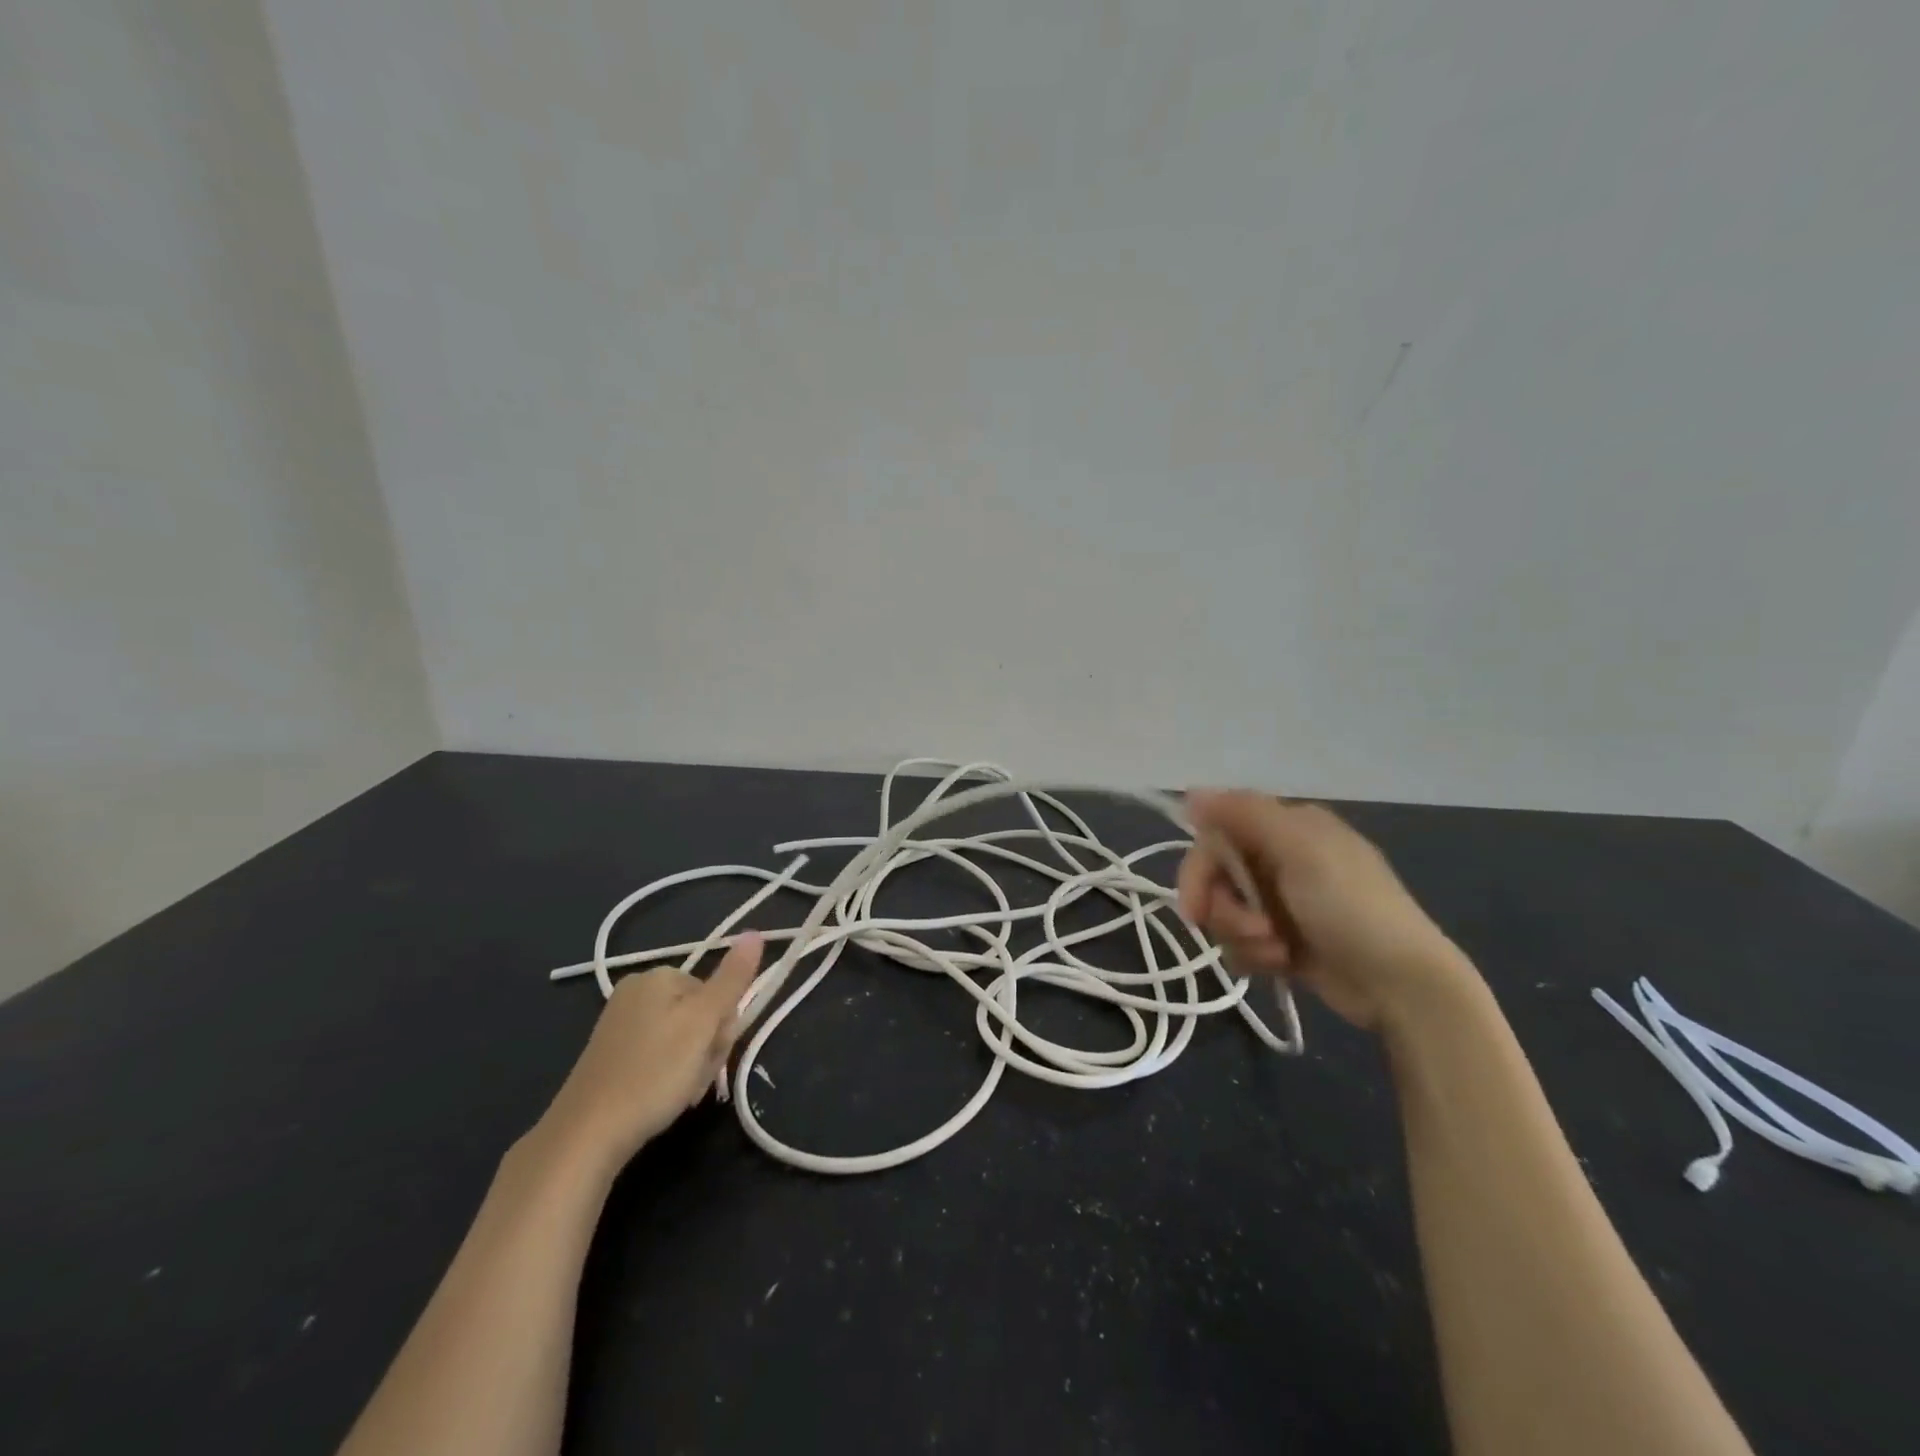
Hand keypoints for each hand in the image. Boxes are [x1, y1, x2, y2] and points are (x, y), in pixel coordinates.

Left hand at [540, 934, 764, 1165]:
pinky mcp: (610, 1053)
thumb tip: (755, 932)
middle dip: (706, 1048)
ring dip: (690, 1066)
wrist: (586, 1135)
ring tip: (678, 1092)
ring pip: (681, 1037)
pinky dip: (666, 1075)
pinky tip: (659, 1097)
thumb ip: (732, 978)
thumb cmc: (653, 1073)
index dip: (723, 1027)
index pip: (718, 992)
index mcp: (659, 975)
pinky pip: (657, 1054)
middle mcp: (636, 989)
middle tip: (694, 1078)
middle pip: (699, 1013)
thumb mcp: (703, 1023)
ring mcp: (620, 1021)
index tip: (711, 1055)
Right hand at [1177, 793, 1471, 1030]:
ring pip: (1226, 912)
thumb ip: (1245, 815)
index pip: (1217, 834)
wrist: (1403, 985)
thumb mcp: (1301, 850)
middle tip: (1249, 931)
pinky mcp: (1283, 939)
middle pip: (1216, 876)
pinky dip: (1255, 955)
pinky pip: (1242, 941)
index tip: (1195, 906)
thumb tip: (1192, 792)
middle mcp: (1280, 857)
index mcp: (1287, 827)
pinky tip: (1282, 963)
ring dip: (1242, 936)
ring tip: (1277, 951)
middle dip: (1225, 909)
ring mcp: (1282, 901)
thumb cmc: (1353, 908)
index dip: (1200, 868)